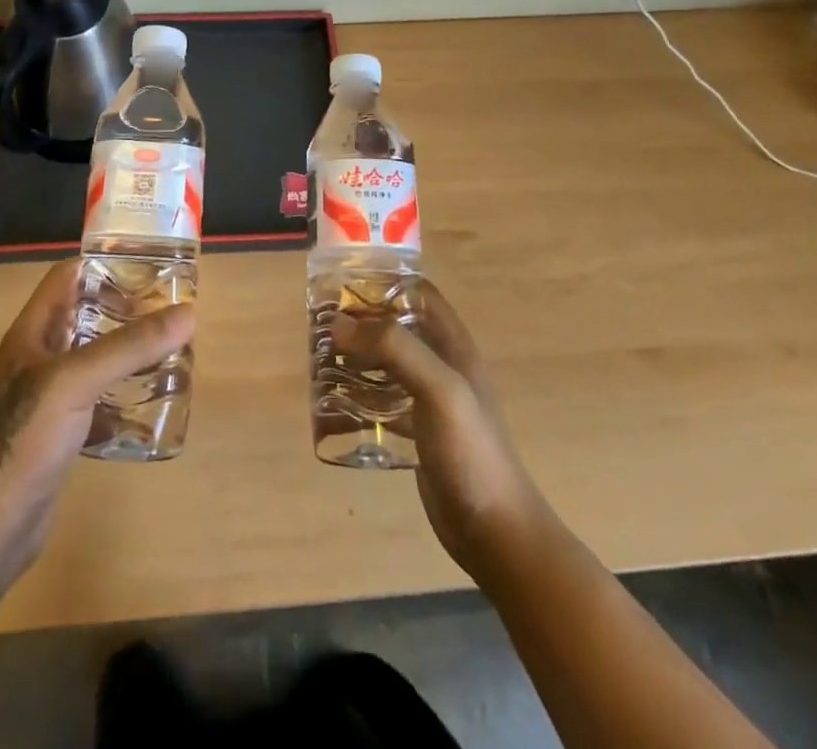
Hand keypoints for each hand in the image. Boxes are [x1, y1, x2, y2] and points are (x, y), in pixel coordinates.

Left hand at [0, 259, 194, 577]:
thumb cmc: (26, 438)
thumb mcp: (77, 381)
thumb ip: (130, 346)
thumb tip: (187, 314)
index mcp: (32, 333)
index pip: (67, 278)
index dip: (103, 265)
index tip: (147, 268)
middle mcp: (37, 357)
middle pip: (84, 316)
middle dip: (125, 310)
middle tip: (168, 312)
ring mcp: (46, 396)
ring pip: (93, 358)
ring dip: (126, 352)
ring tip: (168, 350)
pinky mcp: (58, 431)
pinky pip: (96, 399)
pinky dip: (122, 395)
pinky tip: (150, 402)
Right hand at [332, 283, 552, 582]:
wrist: (495, 532)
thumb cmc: (471, 452)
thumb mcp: (438, 389)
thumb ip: (394, 348)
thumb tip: (340, 323)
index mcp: (453, 345)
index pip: (418, 294)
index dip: (384, 284)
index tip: (344, 288)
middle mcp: (442, 365)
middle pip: (397, 326)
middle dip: (361, 321)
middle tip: (321, 326)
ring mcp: (431, 400)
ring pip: (388, 363)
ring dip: (357, 357)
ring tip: (320, 360)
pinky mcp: (419, 432)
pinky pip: (383, 401)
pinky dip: (360, 396)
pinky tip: (334, 405)